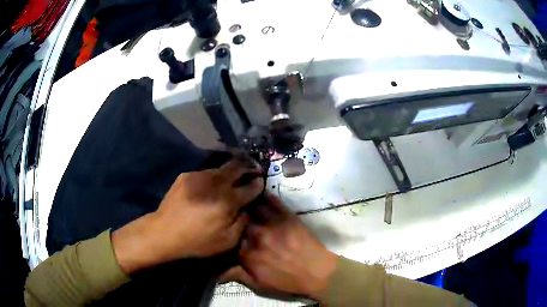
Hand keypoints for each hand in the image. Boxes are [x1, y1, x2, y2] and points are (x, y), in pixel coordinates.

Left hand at [112, 157, 263, 273]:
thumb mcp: (227, 242)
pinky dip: (212, 178)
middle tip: (253, 168)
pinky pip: (205, 174)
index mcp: (227, 201)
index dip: (258, 183)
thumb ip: (242, 222)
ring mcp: (199, 176)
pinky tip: (208, 188)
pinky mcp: (186, 175)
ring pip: (220, 168)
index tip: (260, 181)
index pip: (250, 186)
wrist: (164, 232)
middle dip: (248, 166)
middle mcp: (215, 183)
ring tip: (230, 179)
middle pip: (237, 166)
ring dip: (229, 172)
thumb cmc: (197, 241)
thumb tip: (246, 208)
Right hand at [221, 195, 337, 299]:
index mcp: (247, 254)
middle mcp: (256, 236)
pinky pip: (272, 201)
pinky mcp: (287, 216)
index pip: (227, 237)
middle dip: (233, 215)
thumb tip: (214, 273)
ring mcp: (272, 224)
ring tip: (241, 196)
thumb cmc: (287, 282)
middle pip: (237, 219)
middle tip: (230, 210)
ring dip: (245, 201)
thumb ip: (236, 275)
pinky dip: (264, 195)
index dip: (224, 231)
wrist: (317, 273)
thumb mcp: (259, 284)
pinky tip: (259, 191)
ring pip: (252, 207)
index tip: (223, 227)